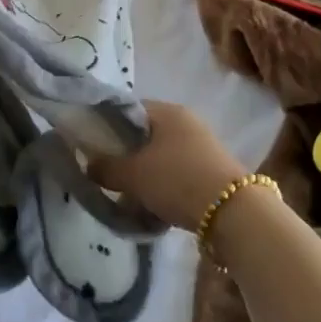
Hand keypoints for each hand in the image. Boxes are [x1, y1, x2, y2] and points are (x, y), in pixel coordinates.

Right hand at [85, 99, 248, 232]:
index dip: (107, 126)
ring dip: (144, 175)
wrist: (232, 212)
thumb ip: (105, 167)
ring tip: (130, 199)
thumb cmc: (177, 180)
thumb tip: (88, 164)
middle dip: (126, 156)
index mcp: (167, 111)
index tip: (93, 148)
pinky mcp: (212, 170)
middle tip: (109, 177)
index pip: (128, 109)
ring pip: (161, 157)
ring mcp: (202, 146)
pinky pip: (177, 173)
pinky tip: (154, 207)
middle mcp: (186, 121)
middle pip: (145, 135)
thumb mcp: (133, 175)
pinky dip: (163, 186)